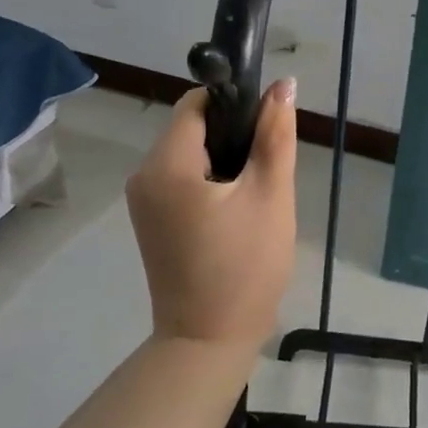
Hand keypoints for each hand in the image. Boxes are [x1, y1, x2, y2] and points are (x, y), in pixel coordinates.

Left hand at [126, 82, 298, 350]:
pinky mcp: (151, 220)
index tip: (266, 127)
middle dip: (232, 135)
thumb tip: (283, 85)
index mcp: (167, 164)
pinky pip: (182, 179)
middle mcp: (144, 175)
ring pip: (190, 154)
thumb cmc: (245, 266)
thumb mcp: (271, 195)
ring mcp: (144, 201)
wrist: (208, 342)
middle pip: (192, 128)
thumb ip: (275, 135)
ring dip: (224, 159)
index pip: (196, 104)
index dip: (234, 104)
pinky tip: (236, 208)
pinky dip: (211, 181)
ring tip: (256, 191)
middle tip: (267, 167)